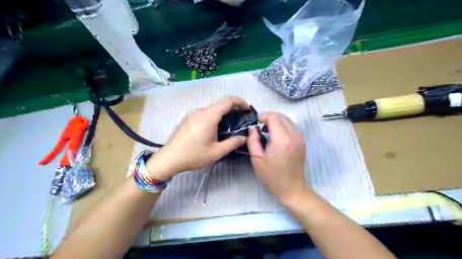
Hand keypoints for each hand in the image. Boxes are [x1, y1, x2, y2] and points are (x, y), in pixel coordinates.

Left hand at [147, 96, 248, 180]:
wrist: (168, 159)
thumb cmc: (193, 155)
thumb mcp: (216, 152)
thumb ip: (233, 143)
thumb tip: (244, 138)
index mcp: (209, 116)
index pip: (228, 100)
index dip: (241, 102)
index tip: (248, 109)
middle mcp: (200, 111)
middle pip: (220, 104)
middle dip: (234, 109)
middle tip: (243, 119)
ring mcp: (192, 114)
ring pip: (212, 109)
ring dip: (224, 113)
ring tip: (231, 125)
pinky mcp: (188, 119)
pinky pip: (205, 114)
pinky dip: (215, 117)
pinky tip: (216, 128)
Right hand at [247, 112, 307, 205]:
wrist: (292, 189)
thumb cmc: (272, 176)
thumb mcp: (257, 159)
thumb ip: (253, 141)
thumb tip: (252, 128)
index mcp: (282, 140)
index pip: (274, 117)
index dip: (263, 116)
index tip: (255, 122)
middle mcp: (294, 135)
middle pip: (281, 116)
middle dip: (269, 117)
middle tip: (259, 126)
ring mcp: (300, 138)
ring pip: (287, 120)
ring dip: (276, 121)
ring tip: (266, 130)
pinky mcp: (302, 142)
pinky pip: (291, 127)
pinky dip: (282, 126)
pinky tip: (275, 135)